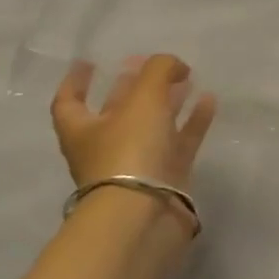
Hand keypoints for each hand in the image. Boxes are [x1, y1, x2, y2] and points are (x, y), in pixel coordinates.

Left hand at [51, 55, 216, 197]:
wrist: (145, 216)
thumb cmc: (129, 151)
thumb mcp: (143, 98)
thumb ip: (159, 70)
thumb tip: (174, 64)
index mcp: (82, 130)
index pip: (70, 101)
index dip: (77, 81)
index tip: (89, 62)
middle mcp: (106, 147)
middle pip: (116, 111)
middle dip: (130, 88)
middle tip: (147, 65)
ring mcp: (137, 165)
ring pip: (152, 126)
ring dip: (167, 101)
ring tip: (187, 78)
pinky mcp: (167, 177)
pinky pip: (181, 141)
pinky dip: (193, 120)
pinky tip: (209, 101)